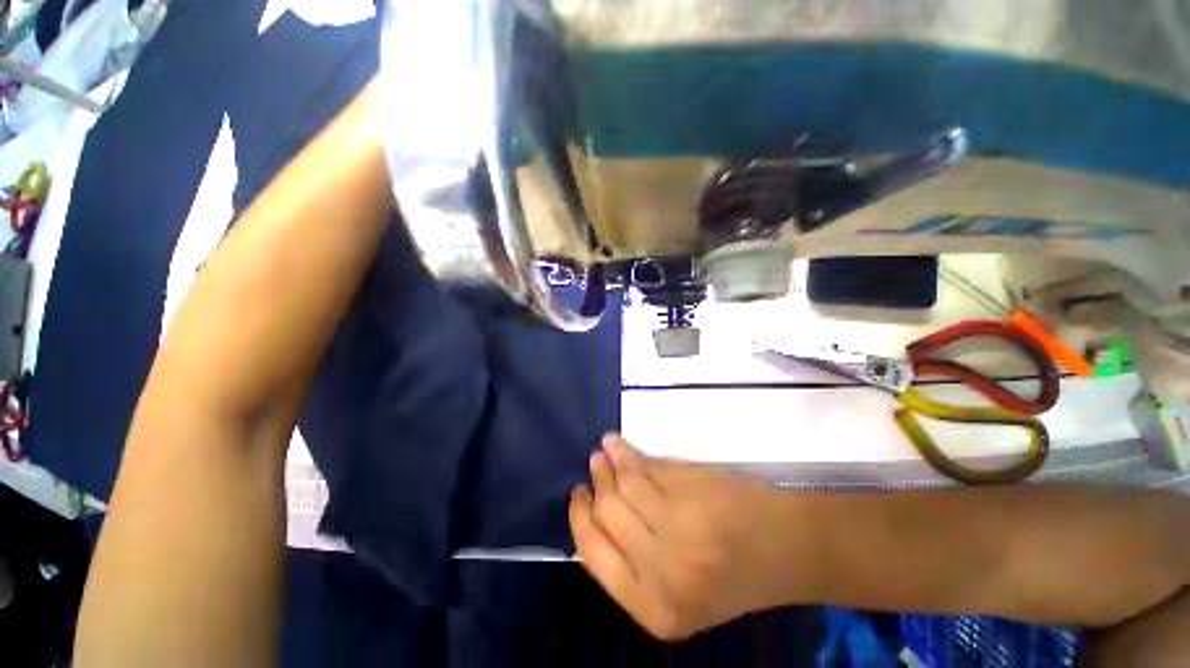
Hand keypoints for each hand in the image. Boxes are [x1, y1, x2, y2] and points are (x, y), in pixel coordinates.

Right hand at [569, 434, 820, 640]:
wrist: (786, 550)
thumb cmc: (731, 574)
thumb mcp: (676, 591)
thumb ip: (632, 562)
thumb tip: (593, 516)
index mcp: (653, 607)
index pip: (593, 555)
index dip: (580, 520)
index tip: (577, 495)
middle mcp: (661, 572)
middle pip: (607, 514)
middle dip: (595, 486)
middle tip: (592, 466)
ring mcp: (678, 528)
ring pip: (625, 485)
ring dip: (609, 463)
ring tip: (603, 450)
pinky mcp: (691, 492)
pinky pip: (646, 468)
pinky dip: (628, 453)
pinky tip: (618, 444)